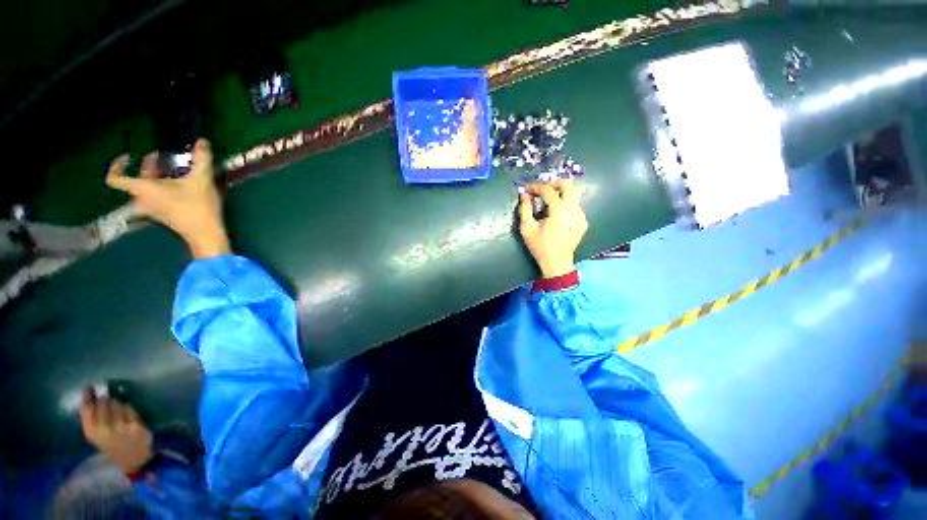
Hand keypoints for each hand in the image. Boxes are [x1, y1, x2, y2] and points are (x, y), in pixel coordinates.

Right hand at [79, 388, 153, 474]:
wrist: (133, 459)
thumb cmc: (113, 446)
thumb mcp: (97, 435)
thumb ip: (93, 419)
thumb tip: (92, 397)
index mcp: (91, 432)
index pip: (87, 408)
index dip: (88, 395)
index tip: (89, 387)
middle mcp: (104, 429)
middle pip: (103, 402)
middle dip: (105, 397)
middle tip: (105, 395)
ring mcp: (121, 427)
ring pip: (117, 403)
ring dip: (117, 401)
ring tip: (116, 405)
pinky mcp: (135, 425)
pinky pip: (129, 408)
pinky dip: (127, 407)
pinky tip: (126, 410)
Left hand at [106, 139, 229, 258]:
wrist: (205, 234)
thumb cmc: (197, 206)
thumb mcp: (201, 179)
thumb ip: (201, 159)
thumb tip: (202, 141)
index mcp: (143, 189)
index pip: (115, 177)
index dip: (117, 165)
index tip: (128, 155)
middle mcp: (142, 199)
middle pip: (136, 180)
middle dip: (148, 166)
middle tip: (162, 156)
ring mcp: (153, 208)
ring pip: (148, 188)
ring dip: (158, 176)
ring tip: (174, 168)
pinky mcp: (164, 214)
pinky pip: (157, 196)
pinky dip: (164, 186)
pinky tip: (181, 183)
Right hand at [518, 179, 588, 278]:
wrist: (557, 263)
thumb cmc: (540, 247)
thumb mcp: (527, 228)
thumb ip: (525, 209)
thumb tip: (523, 194)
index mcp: (559, 210)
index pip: (548, 190)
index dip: (536, 187)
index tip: (526, 189)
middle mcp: (573, 209)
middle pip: (568, 184)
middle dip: (553, 184)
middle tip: (541, 191)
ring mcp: (581, 215)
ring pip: (573, 194)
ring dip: (559, 193)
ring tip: (547, 202)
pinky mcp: (583, 221)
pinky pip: (575, 205)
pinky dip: (565, 203)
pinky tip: (556, 214)